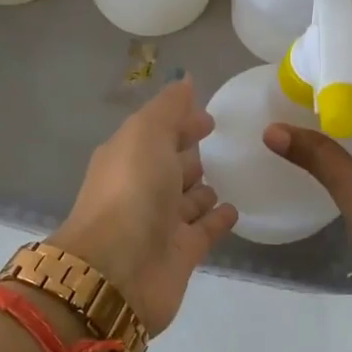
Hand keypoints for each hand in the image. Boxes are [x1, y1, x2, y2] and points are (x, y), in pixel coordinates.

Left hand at [51, 78, 237, 336]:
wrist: (117, 271)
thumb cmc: (131, 191)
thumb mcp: (146, 134)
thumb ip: (169, 108)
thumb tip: (185, 80)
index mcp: (128, 156)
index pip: (158, 132)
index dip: (180, 121)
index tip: (208, 116)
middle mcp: (142, 188)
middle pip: (171, 165)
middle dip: (190, 153)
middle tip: (221, 143)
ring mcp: (160, 223)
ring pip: (187, 200)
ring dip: (203, 188)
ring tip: (230, 176)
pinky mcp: (180, 254)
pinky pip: (204, 230)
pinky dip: (217, 219)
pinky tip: (234, 209)